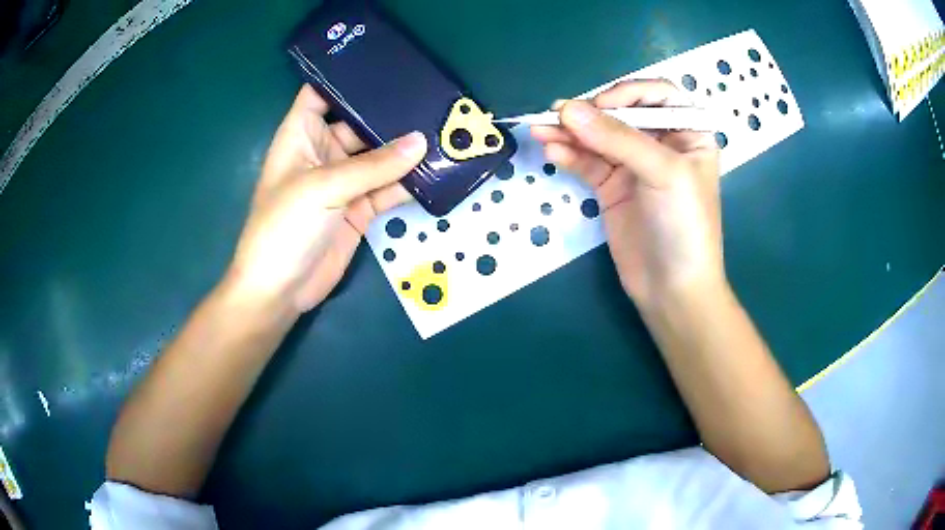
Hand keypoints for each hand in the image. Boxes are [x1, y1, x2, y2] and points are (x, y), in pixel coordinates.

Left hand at [223, 85, 426, 316]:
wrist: (280, 290)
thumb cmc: (284, 228)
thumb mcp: (323, 187)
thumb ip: (374, 166)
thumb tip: (422, 142)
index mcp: (301, 134)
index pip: (321, 93)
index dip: (346, 79)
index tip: (384, 67)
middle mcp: (323, 152)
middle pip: (359, 122)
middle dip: (390, 113)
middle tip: (431, 99)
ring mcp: (343, 181)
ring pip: (379, 157)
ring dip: (406, 149)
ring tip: (445, 130)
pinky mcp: (360, 209)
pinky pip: (388, 188)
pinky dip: (409, 181)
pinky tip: (437, 170)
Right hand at [531, 80, 722, 311]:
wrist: (673, 289)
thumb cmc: (685, 226)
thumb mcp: (663, 173)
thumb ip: (617, 139)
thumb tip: (567, 109)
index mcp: (687, 133)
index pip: (656, 95)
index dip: (627, 93)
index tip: (600, 106)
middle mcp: (660, 143)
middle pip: (620, 112)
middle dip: (590, 112)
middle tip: (558, 115)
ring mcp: (633, 165)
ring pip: (598, 137)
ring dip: (569, 133)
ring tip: (540, 130)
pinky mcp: (611, 187)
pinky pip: (587, 162)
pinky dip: (569, 155)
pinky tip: (552, 152)